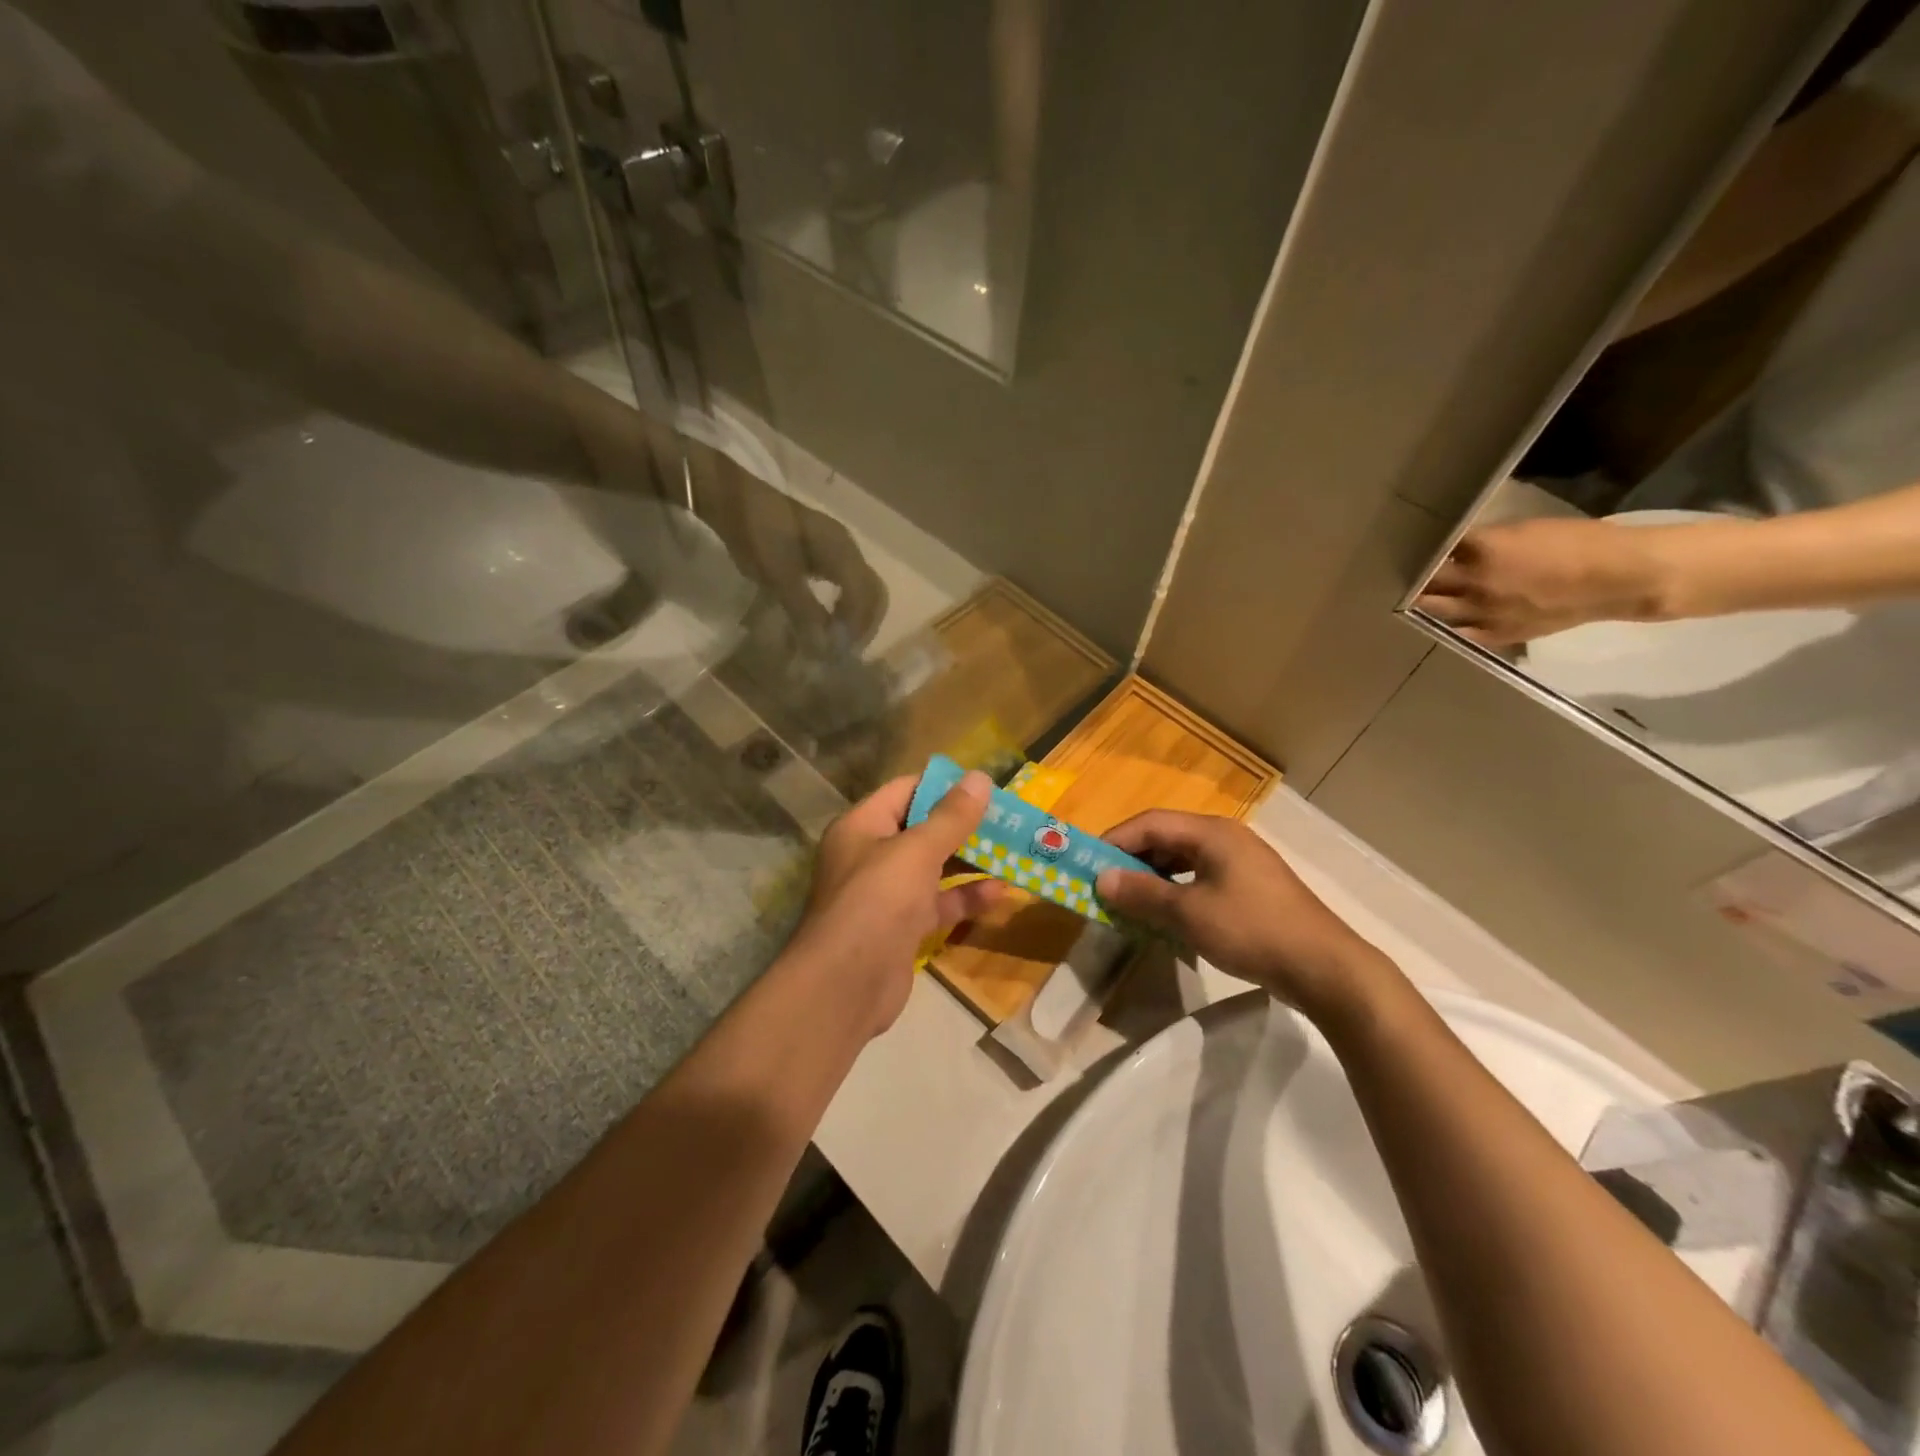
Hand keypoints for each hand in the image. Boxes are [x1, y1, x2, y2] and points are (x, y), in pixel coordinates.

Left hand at [687, 442, 888, 647]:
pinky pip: (848, 582)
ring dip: (855, 616)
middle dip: (862, 624)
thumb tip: (826, 648)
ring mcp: (837, 547)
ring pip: (862, 588)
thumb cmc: (755, 532)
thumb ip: (805, 611)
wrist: (730, 494)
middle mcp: (847, 547)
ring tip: (835, 638)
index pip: (864, 595)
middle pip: (872, 592)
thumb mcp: (778, 575)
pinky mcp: (824, 550)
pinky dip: (844, 604)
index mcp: (841, 550)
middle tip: (841, 649)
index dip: (855, 627)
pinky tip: (827, 617)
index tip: (835, 651)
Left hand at [787, 771, 1003, 1037]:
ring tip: (1014, 852)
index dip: (944, 786)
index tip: (985, 786)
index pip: (905, 791)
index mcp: (862, 826)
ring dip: (971, 861)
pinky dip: (965, 898)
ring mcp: (886, 894)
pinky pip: (938, 903)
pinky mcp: (902, 927)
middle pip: (922, 829)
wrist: (846, 985)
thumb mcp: (917, 851)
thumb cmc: (877, 901)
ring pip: (934, 868)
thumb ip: (951, 817)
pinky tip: (1000, 894)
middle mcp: (871, 855)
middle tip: (1009, 820)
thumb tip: (980, 777)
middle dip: (964, 825)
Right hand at [1095, 812, 1395, 1021]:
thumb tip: (1101, 880)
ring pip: (1183, 858)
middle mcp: (1225, 837)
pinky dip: (1176, 890)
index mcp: (1211, 832)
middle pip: (1166, 837)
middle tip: (1105, 884)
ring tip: (1129, 899)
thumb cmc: (1251, 930)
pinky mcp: (1250, 887)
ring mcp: (1241, 862)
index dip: (1115, 840)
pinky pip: (1200, 877)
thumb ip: (1142, 894)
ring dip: (1153, 876)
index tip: (1088, 863)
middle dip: (1132, 859)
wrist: (1324, 967)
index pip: (1150, 823)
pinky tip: (1165, 913)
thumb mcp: (1188, 914)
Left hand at [1413, 517, 1670, 645]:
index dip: (1423, 549)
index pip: (1436, 550)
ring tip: (1417, 596)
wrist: (1620, 578)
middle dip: (1415, 577)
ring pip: (1435, 609)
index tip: (1410, 547)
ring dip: (1425, 601)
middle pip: (1427, 583)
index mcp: (1483, 551)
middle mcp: (1475, 584)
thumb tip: (1458, 547)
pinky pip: (1460, 632)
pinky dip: (1450, 624)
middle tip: (1403, 573)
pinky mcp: (1497, 634)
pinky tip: (1444, 619)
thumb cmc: (1578, 542)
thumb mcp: (1524, 530)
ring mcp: (1483, 613)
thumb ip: (1484, 541)